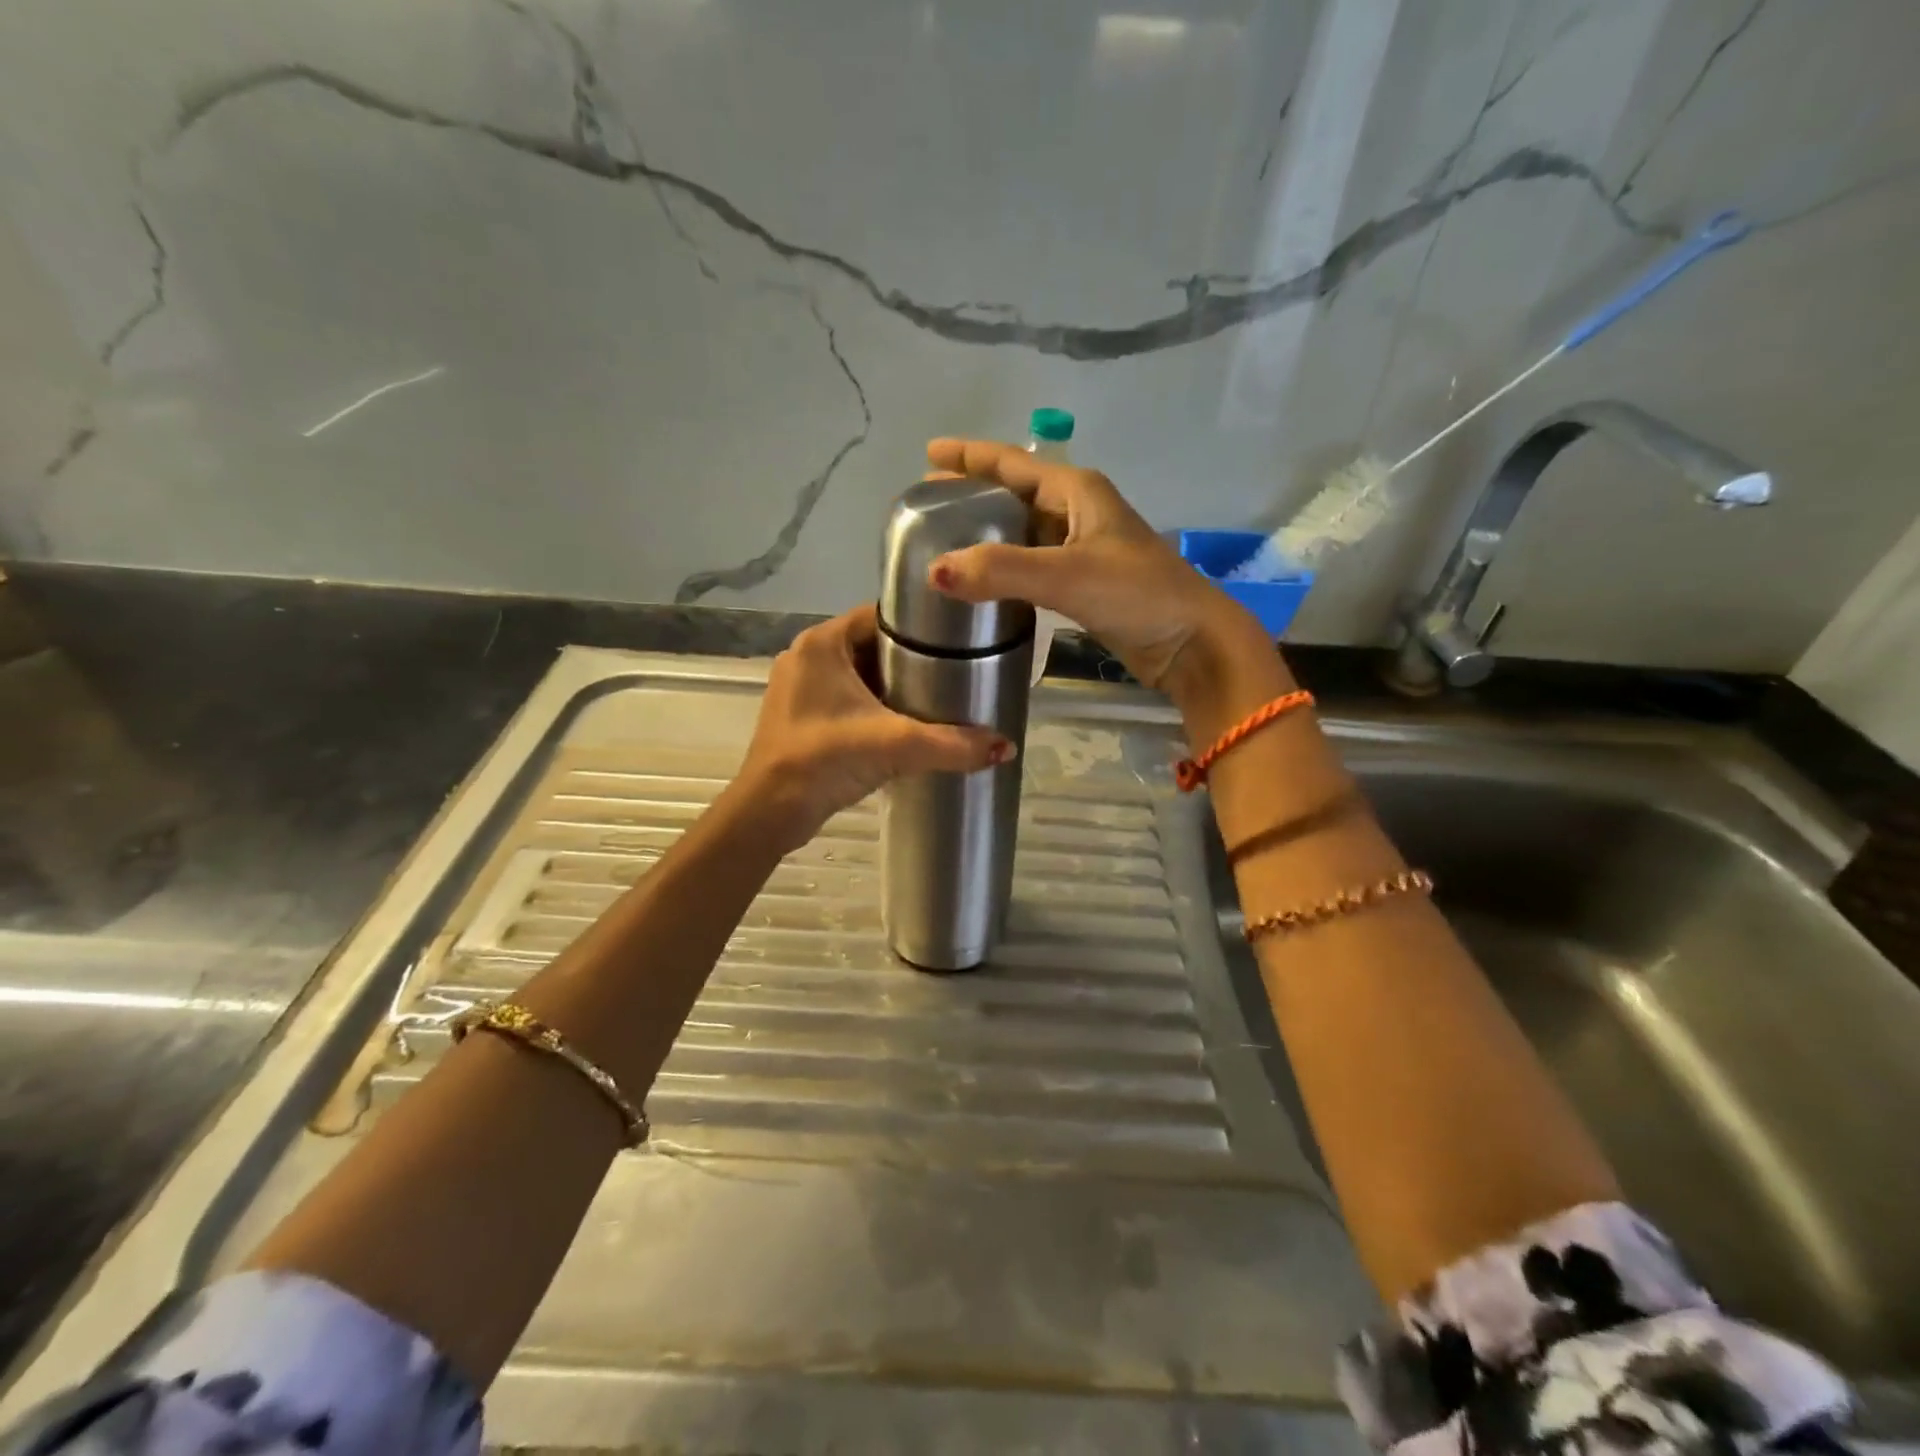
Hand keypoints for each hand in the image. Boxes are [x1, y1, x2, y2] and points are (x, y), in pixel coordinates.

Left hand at [735, 604, 1014, 850]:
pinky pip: (846, 699)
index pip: (880, 616)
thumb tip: (1007, 747)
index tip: (956, 642)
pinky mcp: (800, 716)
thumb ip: (952, 744)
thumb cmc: (824, 760)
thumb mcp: (895, 745)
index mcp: (822, 643)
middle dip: (911, 660)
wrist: (770, 812)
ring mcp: (800, 688)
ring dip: (893, 686)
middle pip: (872, 646)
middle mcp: (807, 656)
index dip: (919, 627)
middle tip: (955, 673)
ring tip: (937, 698)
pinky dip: (874, 706)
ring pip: (860, 675)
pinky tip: (904, 724)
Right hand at [923, 437, 1260, 690]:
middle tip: (928, 503)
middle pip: (1016, 493)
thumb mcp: (1067, 575)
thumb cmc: (1137, 594)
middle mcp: (1078, 512)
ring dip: (988, 533)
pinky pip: (1033, 565)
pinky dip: (1005, 567)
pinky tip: (983, 581)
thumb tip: (935, 572)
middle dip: (973, 494)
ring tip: (946, 541)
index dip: (970, 456)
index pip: (1012, 463)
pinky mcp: (1084, 583)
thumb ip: (1002, 572)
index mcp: (1078, 492)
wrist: (1191, 642)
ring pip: (1024, 531)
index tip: (928, 453)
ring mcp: (1083, 549)